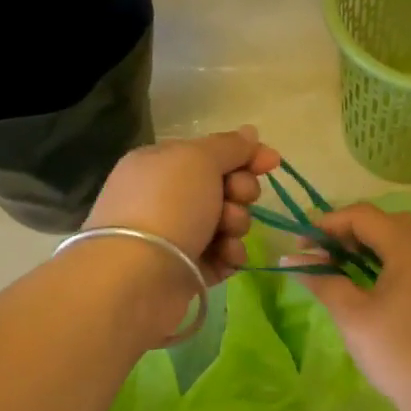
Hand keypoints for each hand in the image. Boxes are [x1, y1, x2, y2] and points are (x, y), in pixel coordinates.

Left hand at [85, 127, 280, 283]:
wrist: (138, 276)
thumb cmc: (167, 205)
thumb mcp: (198, 160)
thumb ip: (228, 146)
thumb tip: (250, 133)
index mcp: (160, 164)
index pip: (210, 153)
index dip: (244, 156)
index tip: (272, 162)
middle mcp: (164, 198)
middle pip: (222, 188)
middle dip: (240, 192)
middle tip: (236, 199)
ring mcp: (175, 236)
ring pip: (226, 223)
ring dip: (236, 224)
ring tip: (226, 234)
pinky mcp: (186, 270)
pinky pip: (221, 256)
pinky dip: (229, 255)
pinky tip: (226, 257)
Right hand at [288, 204, 410, 410]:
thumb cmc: (397, 352)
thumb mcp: (352, 315)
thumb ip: (322, 280)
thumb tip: (290, 261)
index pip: (363, 216)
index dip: (328, 224)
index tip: (301, 244)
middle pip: (386, 222)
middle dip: (348, 232)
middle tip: (320, 255)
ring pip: (403, 239)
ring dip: (369, 246)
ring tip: (340, 268)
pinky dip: (390, 260)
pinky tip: (371, 283)